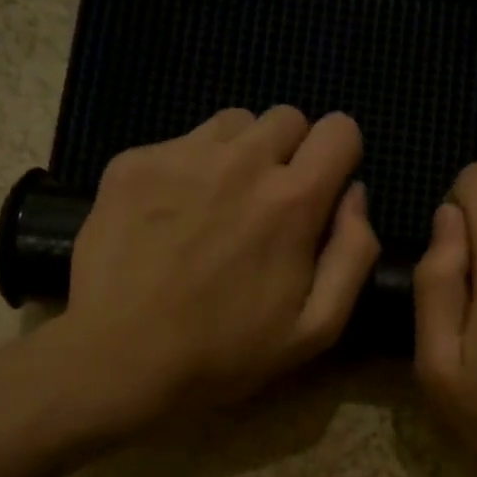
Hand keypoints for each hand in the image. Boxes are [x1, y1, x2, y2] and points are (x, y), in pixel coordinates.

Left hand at [59, 106, 379, 420]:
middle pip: (287, 118)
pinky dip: (188, 169)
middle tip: (268, 206)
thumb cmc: (224, 354)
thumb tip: (356, 195)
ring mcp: (182, 155)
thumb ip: (353, 255)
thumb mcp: (316, 329)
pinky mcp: (134, 163)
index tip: (322, 193)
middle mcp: (242, 161)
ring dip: (241, 154)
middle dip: (290, 154)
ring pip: (233, 123)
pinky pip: (179, 143)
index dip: (339, 158)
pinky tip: (171, 218)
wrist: (120, 358)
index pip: (340, 129)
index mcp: (292, 200)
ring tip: (219, 206)